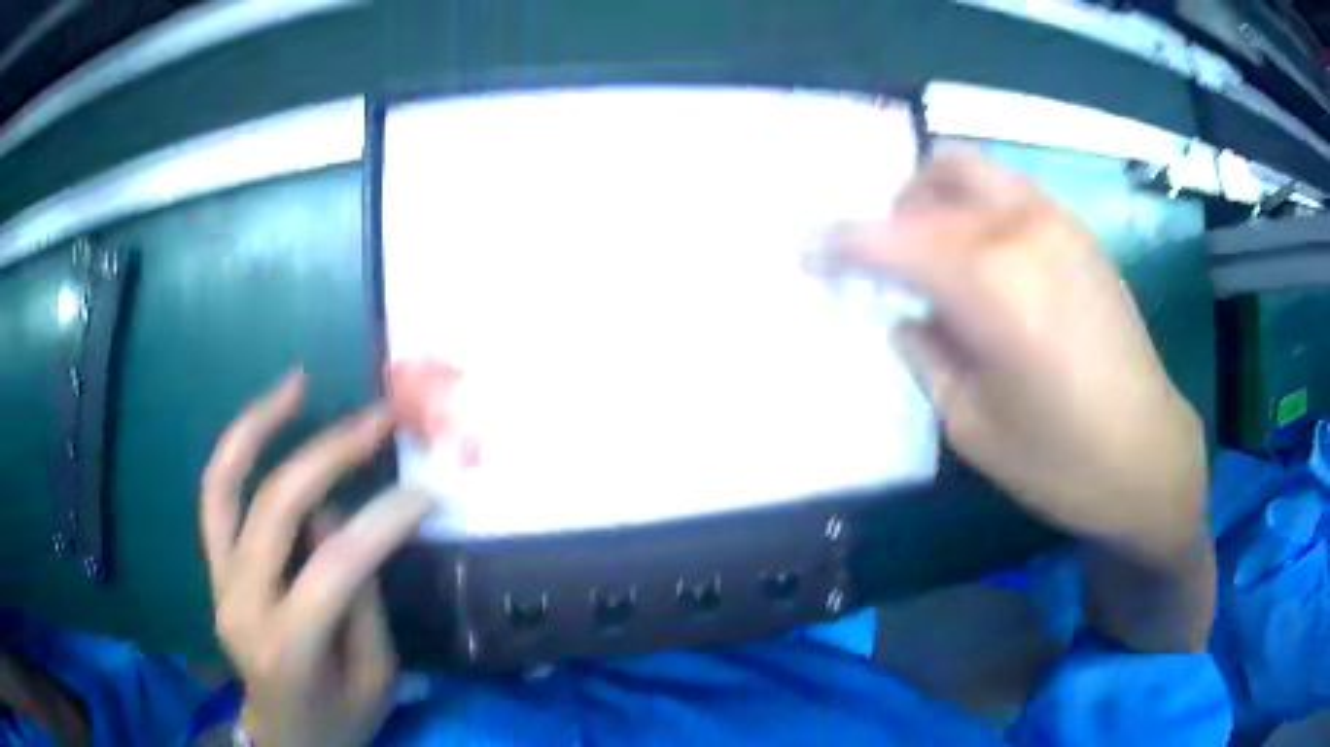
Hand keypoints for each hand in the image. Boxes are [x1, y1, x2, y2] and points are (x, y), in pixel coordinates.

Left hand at [200, 370, 433, 746]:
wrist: (285, 736)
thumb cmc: (339, 718)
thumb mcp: (374, 678)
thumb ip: (358, 599)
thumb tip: (341, 516)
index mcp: (288, 649)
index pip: (333, 569)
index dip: (381, 523)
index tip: (426, 494)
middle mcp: (241, 606)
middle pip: (275, 511)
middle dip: (329, 456)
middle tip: (377, 420)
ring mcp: (218, 581)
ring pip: (226, 487)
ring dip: (260, 427)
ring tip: (297, 383)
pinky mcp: (214, 569)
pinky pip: (216, 498)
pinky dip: (237, 450)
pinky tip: (265, 418)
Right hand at [820, 149, 1212, 649]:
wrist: (1147, 455)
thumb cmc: (1059, 459)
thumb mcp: (971, 424)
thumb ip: (927, 355)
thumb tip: (907, 316)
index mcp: (988, 283)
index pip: (890, 238)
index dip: (840, 243)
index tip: (810, 253)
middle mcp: (1021, 230)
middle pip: (933, 178)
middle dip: (893, 210)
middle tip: (884, 257)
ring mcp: (1057, 223)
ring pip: (974, 170)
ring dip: (937, 198)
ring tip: (934, 252)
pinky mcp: (1080, 234)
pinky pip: (1010, 192)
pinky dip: (977, 207)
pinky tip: (985, 260)